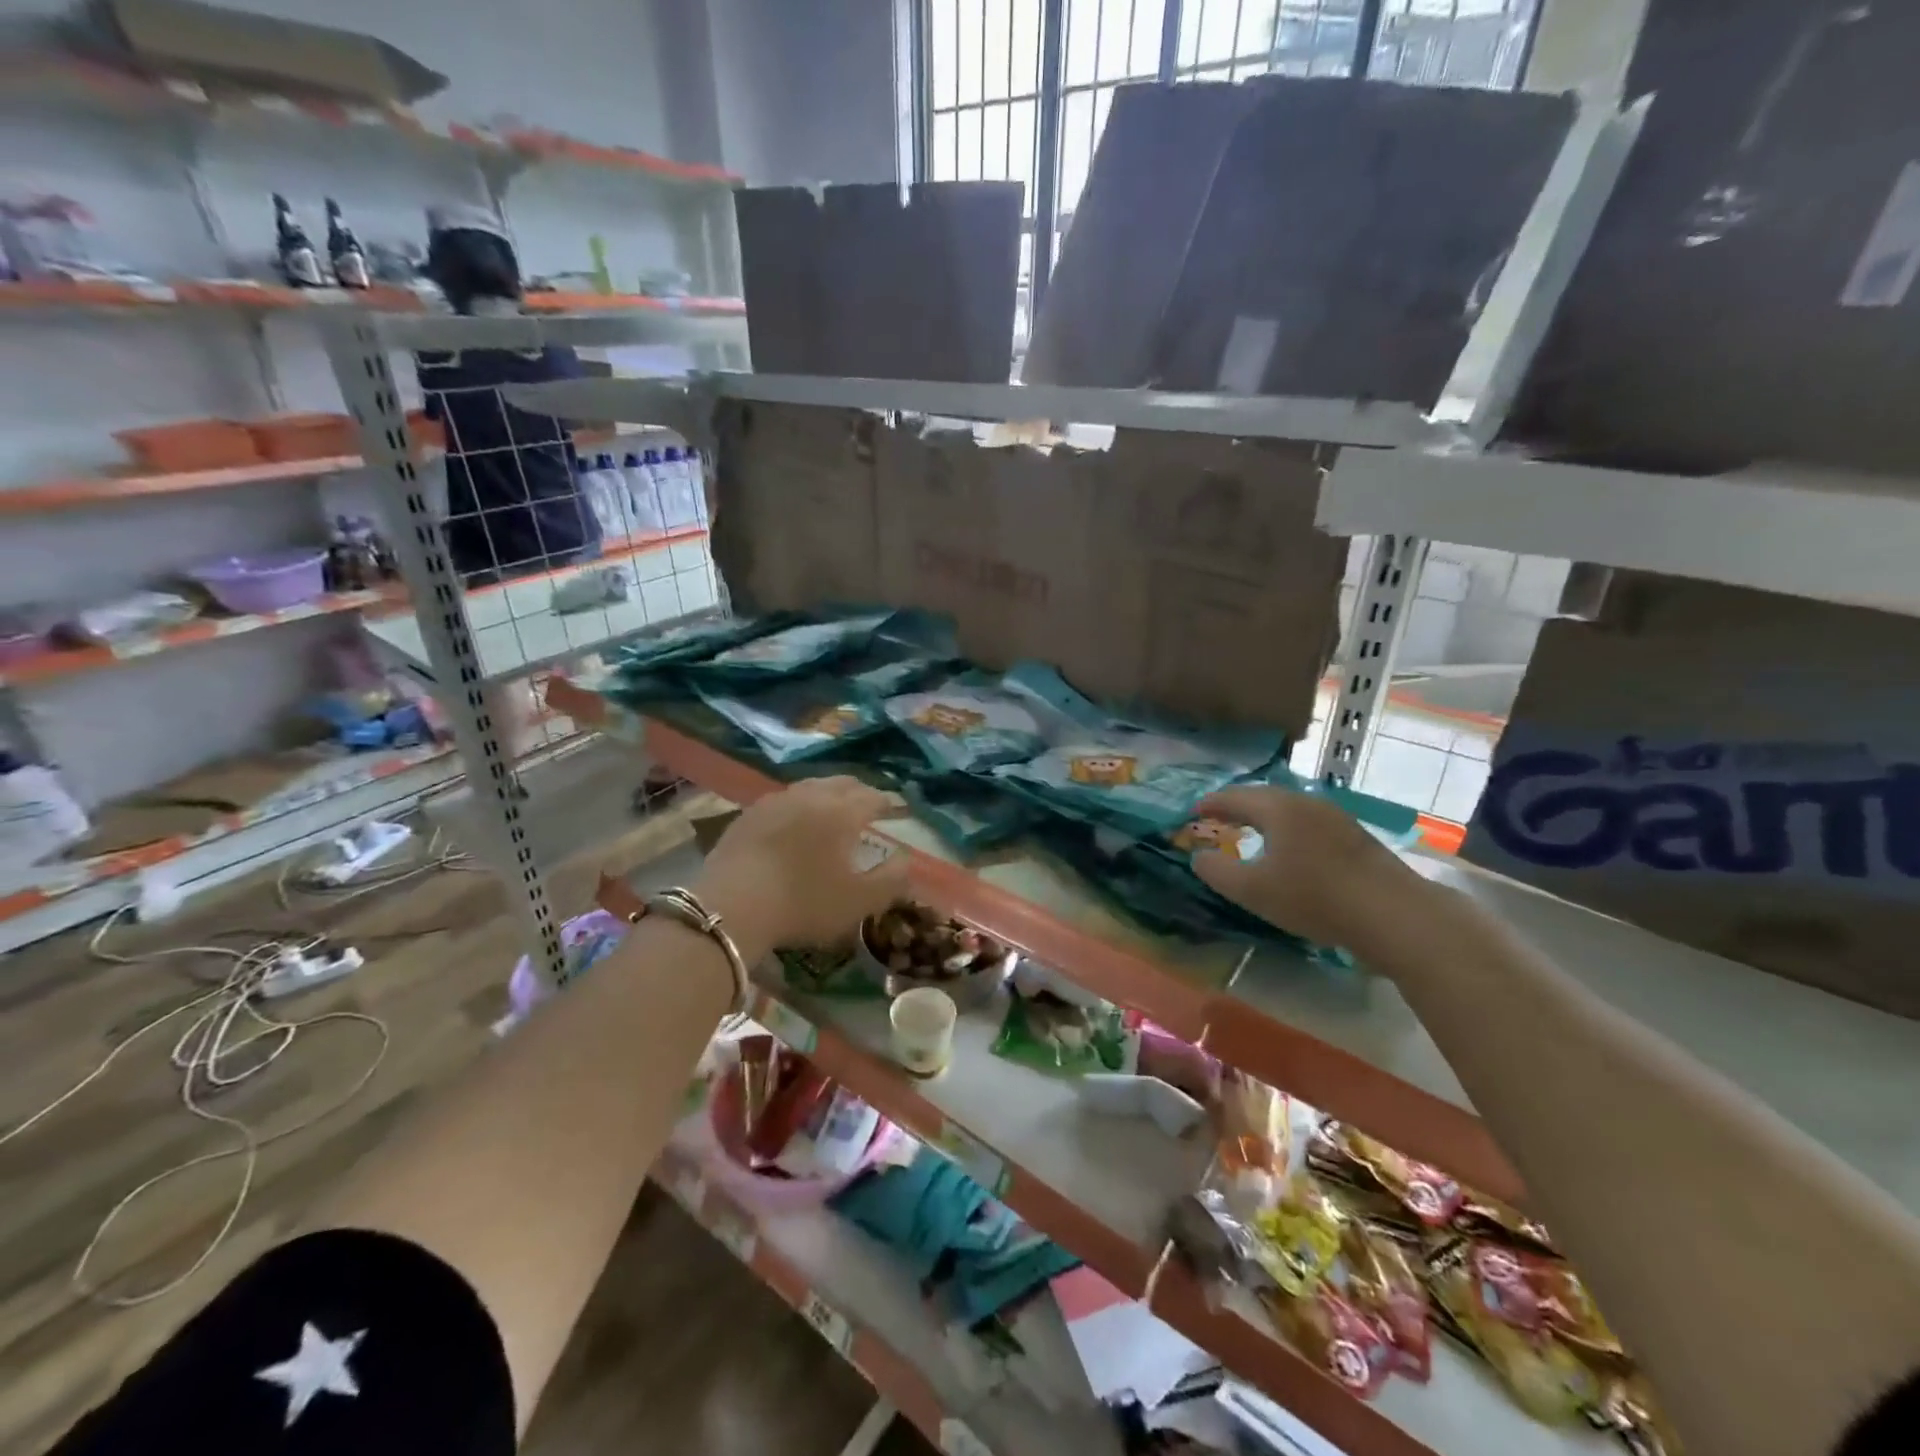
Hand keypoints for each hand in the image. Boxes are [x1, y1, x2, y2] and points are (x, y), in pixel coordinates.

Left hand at [693, 777, 909, 960]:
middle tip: (869, 805)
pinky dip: (798, 806)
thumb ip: (892, 879)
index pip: (874, 797)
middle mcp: (811, 795)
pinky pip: (783, 800)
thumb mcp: (859, 901)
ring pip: (810, 787)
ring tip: (833, 810)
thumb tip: (905, 858)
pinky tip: (794, 823)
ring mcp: (775, 801)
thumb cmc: (804, 903)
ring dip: (828, 794)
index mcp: (843, 811)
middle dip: (860, 792)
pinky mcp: (748, 815)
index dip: (889, 803)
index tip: (897, 811)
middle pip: (842, 783)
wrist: (731, 907)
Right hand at [1189, 786, 1410, 950]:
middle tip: (1219, 817)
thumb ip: (1218, 872)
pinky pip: (1309, 821)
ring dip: (1265, 816)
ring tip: (1251, 830)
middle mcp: (1306, 803)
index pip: (1235, 797)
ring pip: (1289, 808)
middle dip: (1238, 805)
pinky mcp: (1355, 836)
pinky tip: (1290, 847)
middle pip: (1263, 796)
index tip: (1193, 810)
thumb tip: (1199, 857)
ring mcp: (1335, 817)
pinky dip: (1288, 828)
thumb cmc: (1314, 897)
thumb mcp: (1253, 890)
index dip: (1211, 803)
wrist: (1394, 914)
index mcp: (1278, 808)